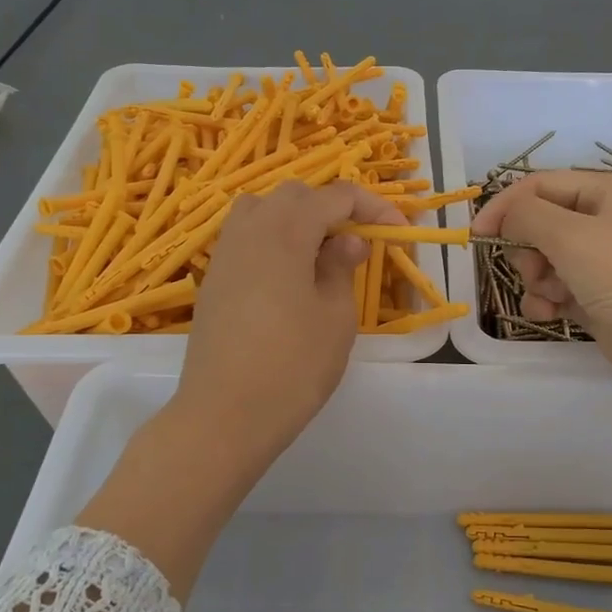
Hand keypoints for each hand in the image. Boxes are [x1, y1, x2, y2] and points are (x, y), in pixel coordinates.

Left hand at [174, 179, 404, 466]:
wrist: (225, 415)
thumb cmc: (293, 366)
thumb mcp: (335, 317)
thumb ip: (342, 268)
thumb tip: (348, 240)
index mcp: (285, 231)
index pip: (335, 196)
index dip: (372, 207)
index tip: (398, 230)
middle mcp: (250, 230)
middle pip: (295, 196)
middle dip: (332, 208)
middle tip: (358, 243)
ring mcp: (225, 254)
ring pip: (263, 211)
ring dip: (297, 220)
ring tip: (321, 255)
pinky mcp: (213, 280)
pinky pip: (246, 238)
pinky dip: (273, 241)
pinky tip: (289, 278)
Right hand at [472, 169, 611, 397]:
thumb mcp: (570, 237)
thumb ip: (526, 216)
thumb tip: (502, 216)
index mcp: (606, 192)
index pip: (539, 185)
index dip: (505, 206)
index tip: (475, 235)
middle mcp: (604, 220)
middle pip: (538, 223)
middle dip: (528, 250)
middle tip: (537, 270)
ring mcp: (600, 260)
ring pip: (542, 259)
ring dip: (537, 280)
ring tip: (555, 297)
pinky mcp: (595, 295)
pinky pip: (554, 288)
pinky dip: (546, 301)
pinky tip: (553, 315)